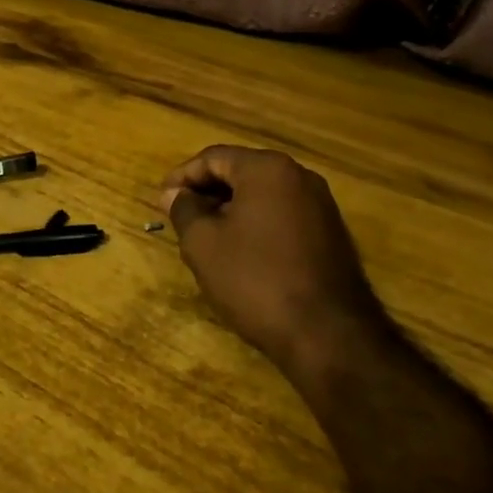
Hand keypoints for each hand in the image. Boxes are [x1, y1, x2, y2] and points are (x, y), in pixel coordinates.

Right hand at [160, 146, 376, 377]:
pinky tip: (240, 253)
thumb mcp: (204, 244)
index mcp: (267, 169)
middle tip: (180, 218)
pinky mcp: (331, 234)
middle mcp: (299, 176)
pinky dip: (256, 225)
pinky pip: (282, 216)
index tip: (161, 201)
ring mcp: (320, 205)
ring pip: (262, 195)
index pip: (213, 157)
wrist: (328, 335)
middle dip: (207, 192)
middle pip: (240, 172)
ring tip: (205, 238)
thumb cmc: (256, 280)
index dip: (182, 177)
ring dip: (230, 210)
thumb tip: (174, 194)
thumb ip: (184, 210)